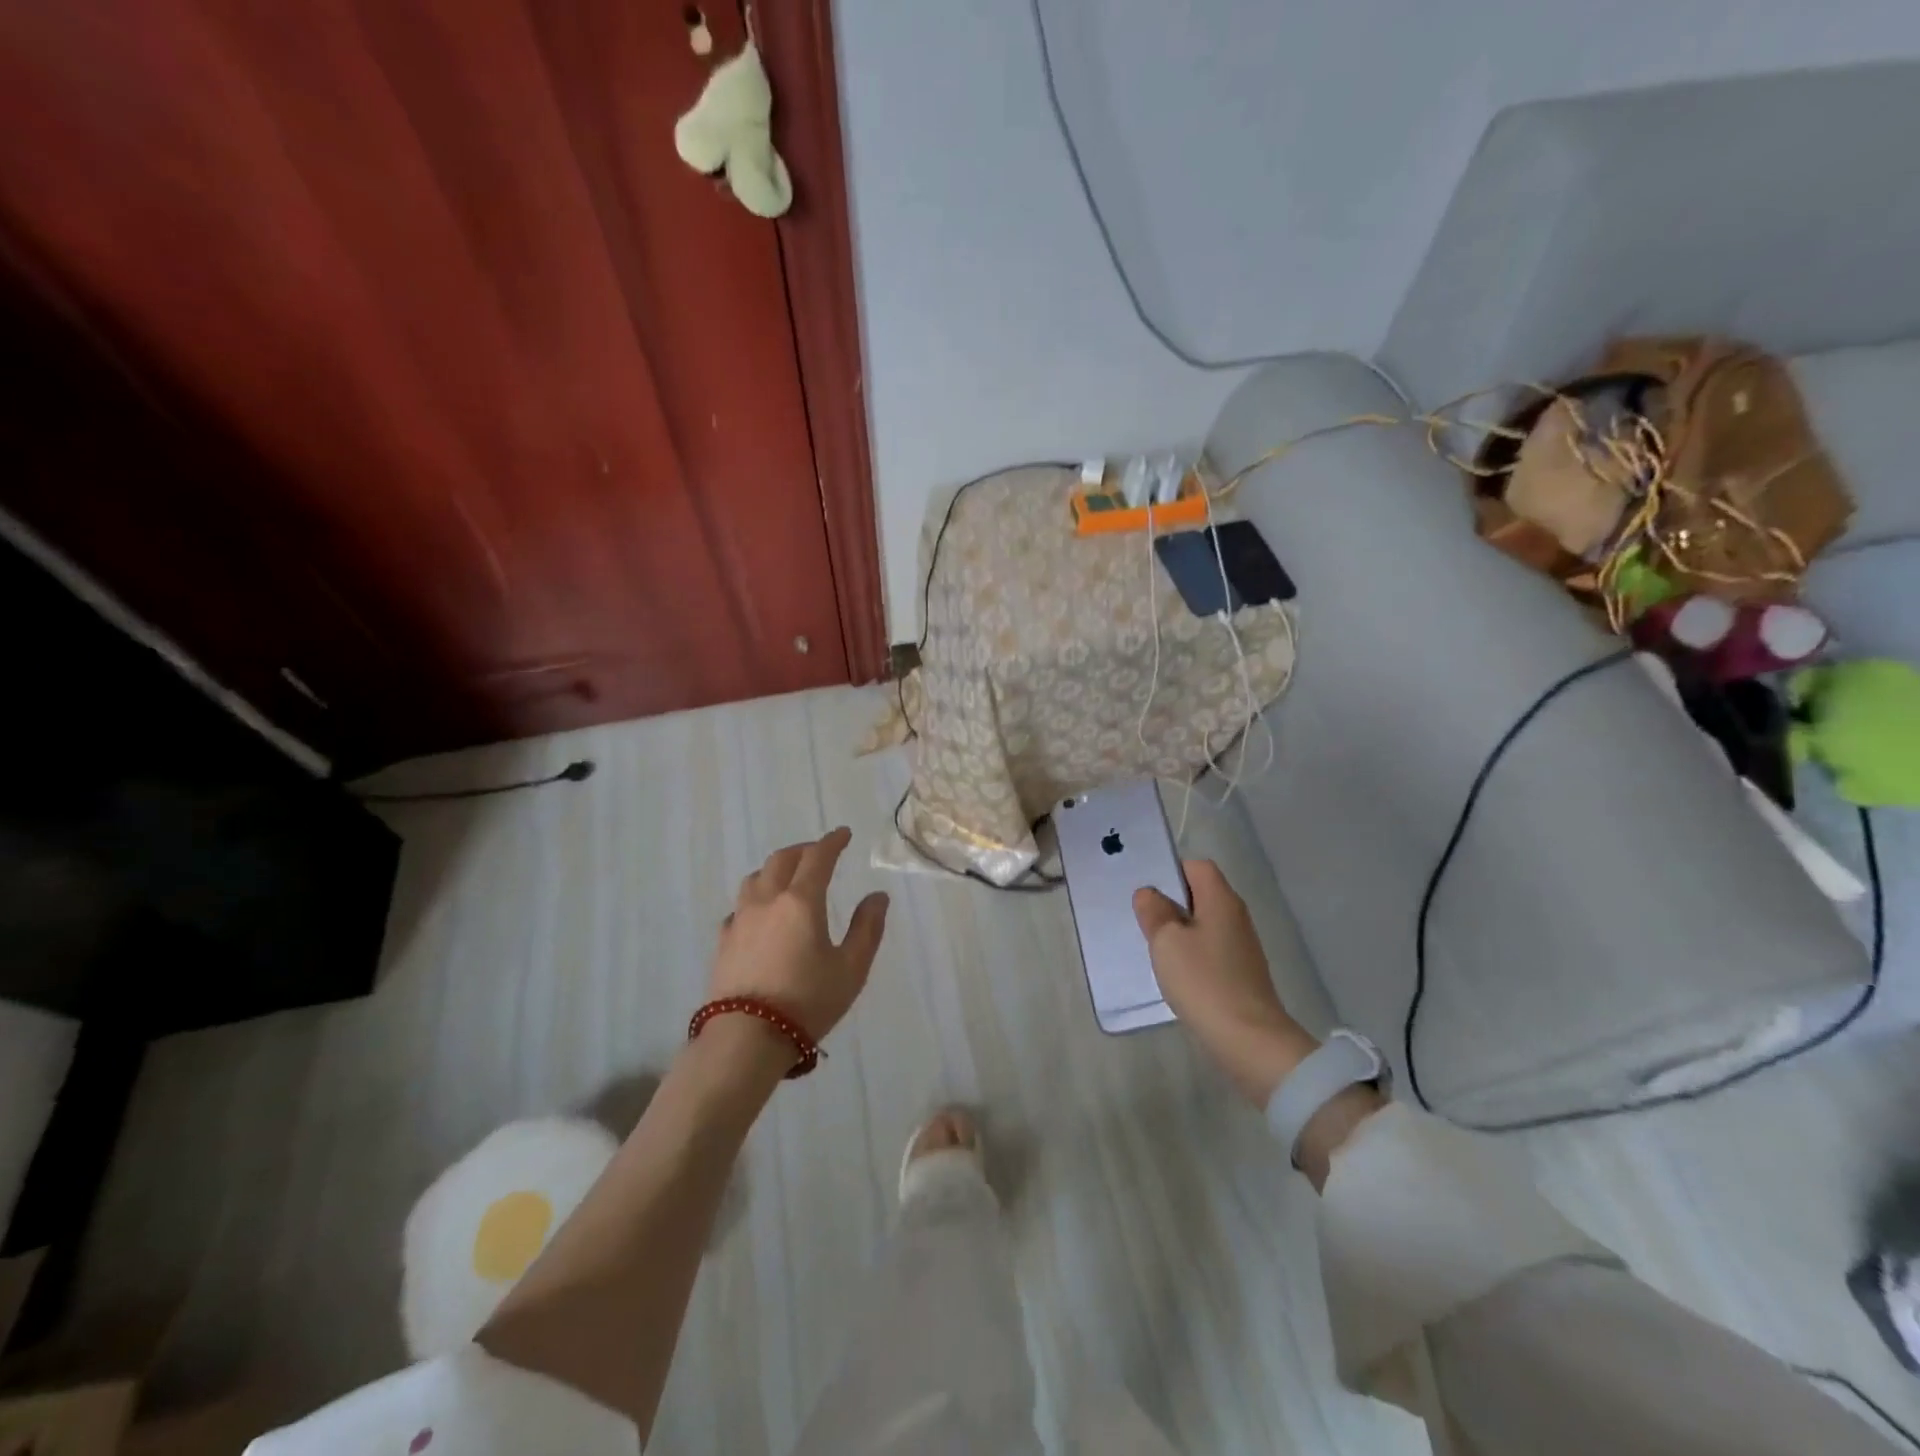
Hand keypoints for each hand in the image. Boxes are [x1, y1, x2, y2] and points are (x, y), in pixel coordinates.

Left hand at [710, 827, 888, 1043]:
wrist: (746, 1039)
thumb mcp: (851, 969)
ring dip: (775, 868)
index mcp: (801, 901)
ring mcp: (740, 920)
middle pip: (782, 860)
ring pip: (756, 878)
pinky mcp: (723, 941)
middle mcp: (767, 901)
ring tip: (789, 877)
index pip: (818, 857)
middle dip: (803, 850)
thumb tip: (877, 896)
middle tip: (819, 852)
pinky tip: (761, 914)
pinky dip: (756, 898)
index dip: (832, 842)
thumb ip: (867, 928)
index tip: (844, 834)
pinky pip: (740, 906)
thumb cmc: (807, 1002)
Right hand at [1134, 860, 1316, 1103]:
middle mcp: (1236, 916)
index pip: (1197, 867)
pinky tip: (1177, 974)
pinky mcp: (1241, 972)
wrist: (1248, 1039)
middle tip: (1144, 921)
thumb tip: (1149, 893)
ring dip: (1180, 931)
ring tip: (1156, 949)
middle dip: (1172, 904)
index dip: (1172, 872)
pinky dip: (1192, 954)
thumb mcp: (1167, 941)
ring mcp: (1242, 946)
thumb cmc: (1203, 980)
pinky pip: (1211, 949)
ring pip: (1204, 924)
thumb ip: (1154, 911)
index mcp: (1221, 900)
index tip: (1148, 893)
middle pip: (1201, 895)